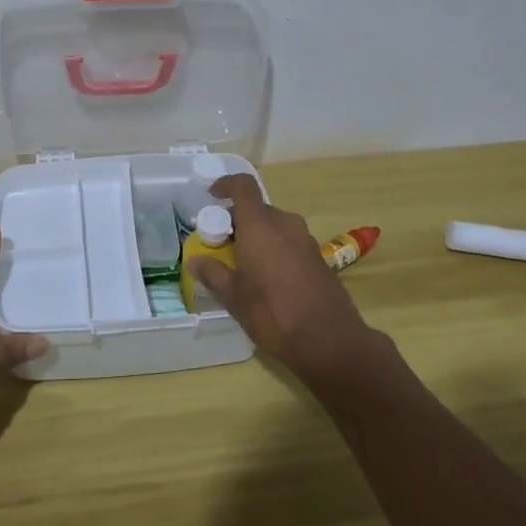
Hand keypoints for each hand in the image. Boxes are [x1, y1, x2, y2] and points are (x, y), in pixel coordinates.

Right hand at [190, 176, 380, 384]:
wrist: (330, 341)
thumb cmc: (274, 313)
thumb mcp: (234, 297)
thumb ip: (213, 274)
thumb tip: (195, 261)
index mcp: (260, 225)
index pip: (243, 186)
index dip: (226, 184)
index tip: (212, 196)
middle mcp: (285, 224)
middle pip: (258, 209)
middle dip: (238, 222)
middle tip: (222, 246)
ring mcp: (306, 240)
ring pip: (275, 227)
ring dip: (258, 237)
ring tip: (244, 266)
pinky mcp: (319, 258)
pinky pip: (290, 243)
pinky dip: (275, 250)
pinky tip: (269, 281)